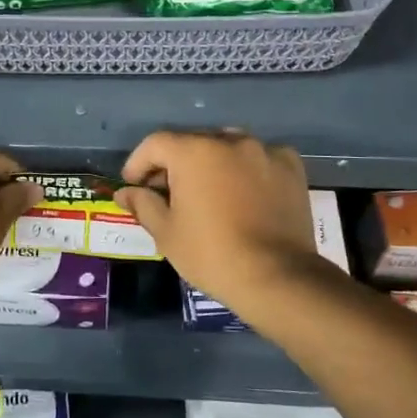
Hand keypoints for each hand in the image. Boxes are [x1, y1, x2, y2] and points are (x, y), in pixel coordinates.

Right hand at [115, 131, 318, 312]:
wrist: (277, 277)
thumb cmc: (212, 254)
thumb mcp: (167, 232)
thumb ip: (143, 204)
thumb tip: (125, 193)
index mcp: (194, 151)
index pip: (156, 144)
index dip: (139, 163)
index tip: (134, 185)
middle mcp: (229, 140)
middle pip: (192, 142)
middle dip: (175, 163)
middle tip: (168, 193)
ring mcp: (264, 151)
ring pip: (227, 147)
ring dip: (212, 163)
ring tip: (208, 191)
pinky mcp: (291, 167)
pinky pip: (260, 158)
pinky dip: (248, 169)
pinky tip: (245, 192)